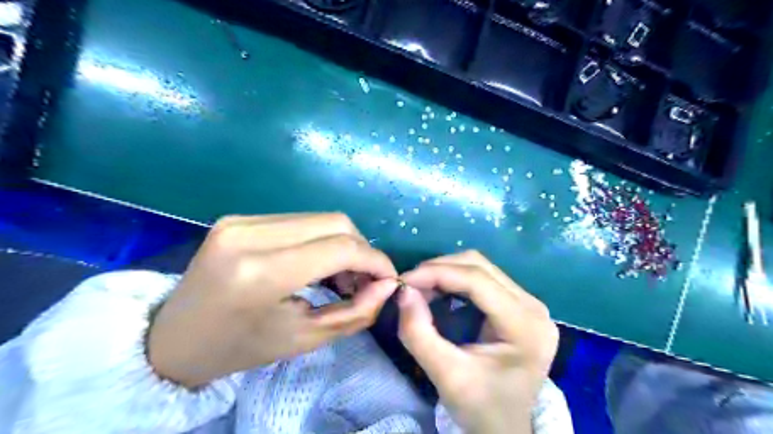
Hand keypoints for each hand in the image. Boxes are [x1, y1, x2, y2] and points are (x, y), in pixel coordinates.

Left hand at [145, 212, 397, 385]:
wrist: (172, 339)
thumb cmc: (239, 349)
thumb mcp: (303, 339)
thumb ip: (355, 312)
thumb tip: (387, 285)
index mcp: (260, 274)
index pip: (340, 248)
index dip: (375, 260)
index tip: (388, 279)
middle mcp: (249, 234)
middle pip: (336, 223)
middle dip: (362, 250)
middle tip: (365, 280)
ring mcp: (241, 220)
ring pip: (320, 218)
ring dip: (343, 244)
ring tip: (343, 275)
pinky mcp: (239, 218)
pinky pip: (300, 221)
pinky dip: (321, 239)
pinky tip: (318, 263)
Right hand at [399, 251, 554, 433]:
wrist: (505, 429)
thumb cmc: (481, 408)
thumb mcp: (446, 376)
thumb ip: (419, 334)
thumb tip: (404, 292)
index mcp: (525, 325)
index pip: (477, 281)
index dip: (437, 273)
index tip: (403, 280)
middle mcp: (533, 306)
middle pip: (480, 266)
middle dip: (439, 269)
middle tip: (410, 285)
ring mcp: (529, 303)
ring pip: (480, 267)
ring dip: (446, 271)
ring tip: (421, 288)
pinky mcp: (519, 305)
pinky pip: (483, 278)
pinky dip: (455, 279)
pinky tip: (439, 291)